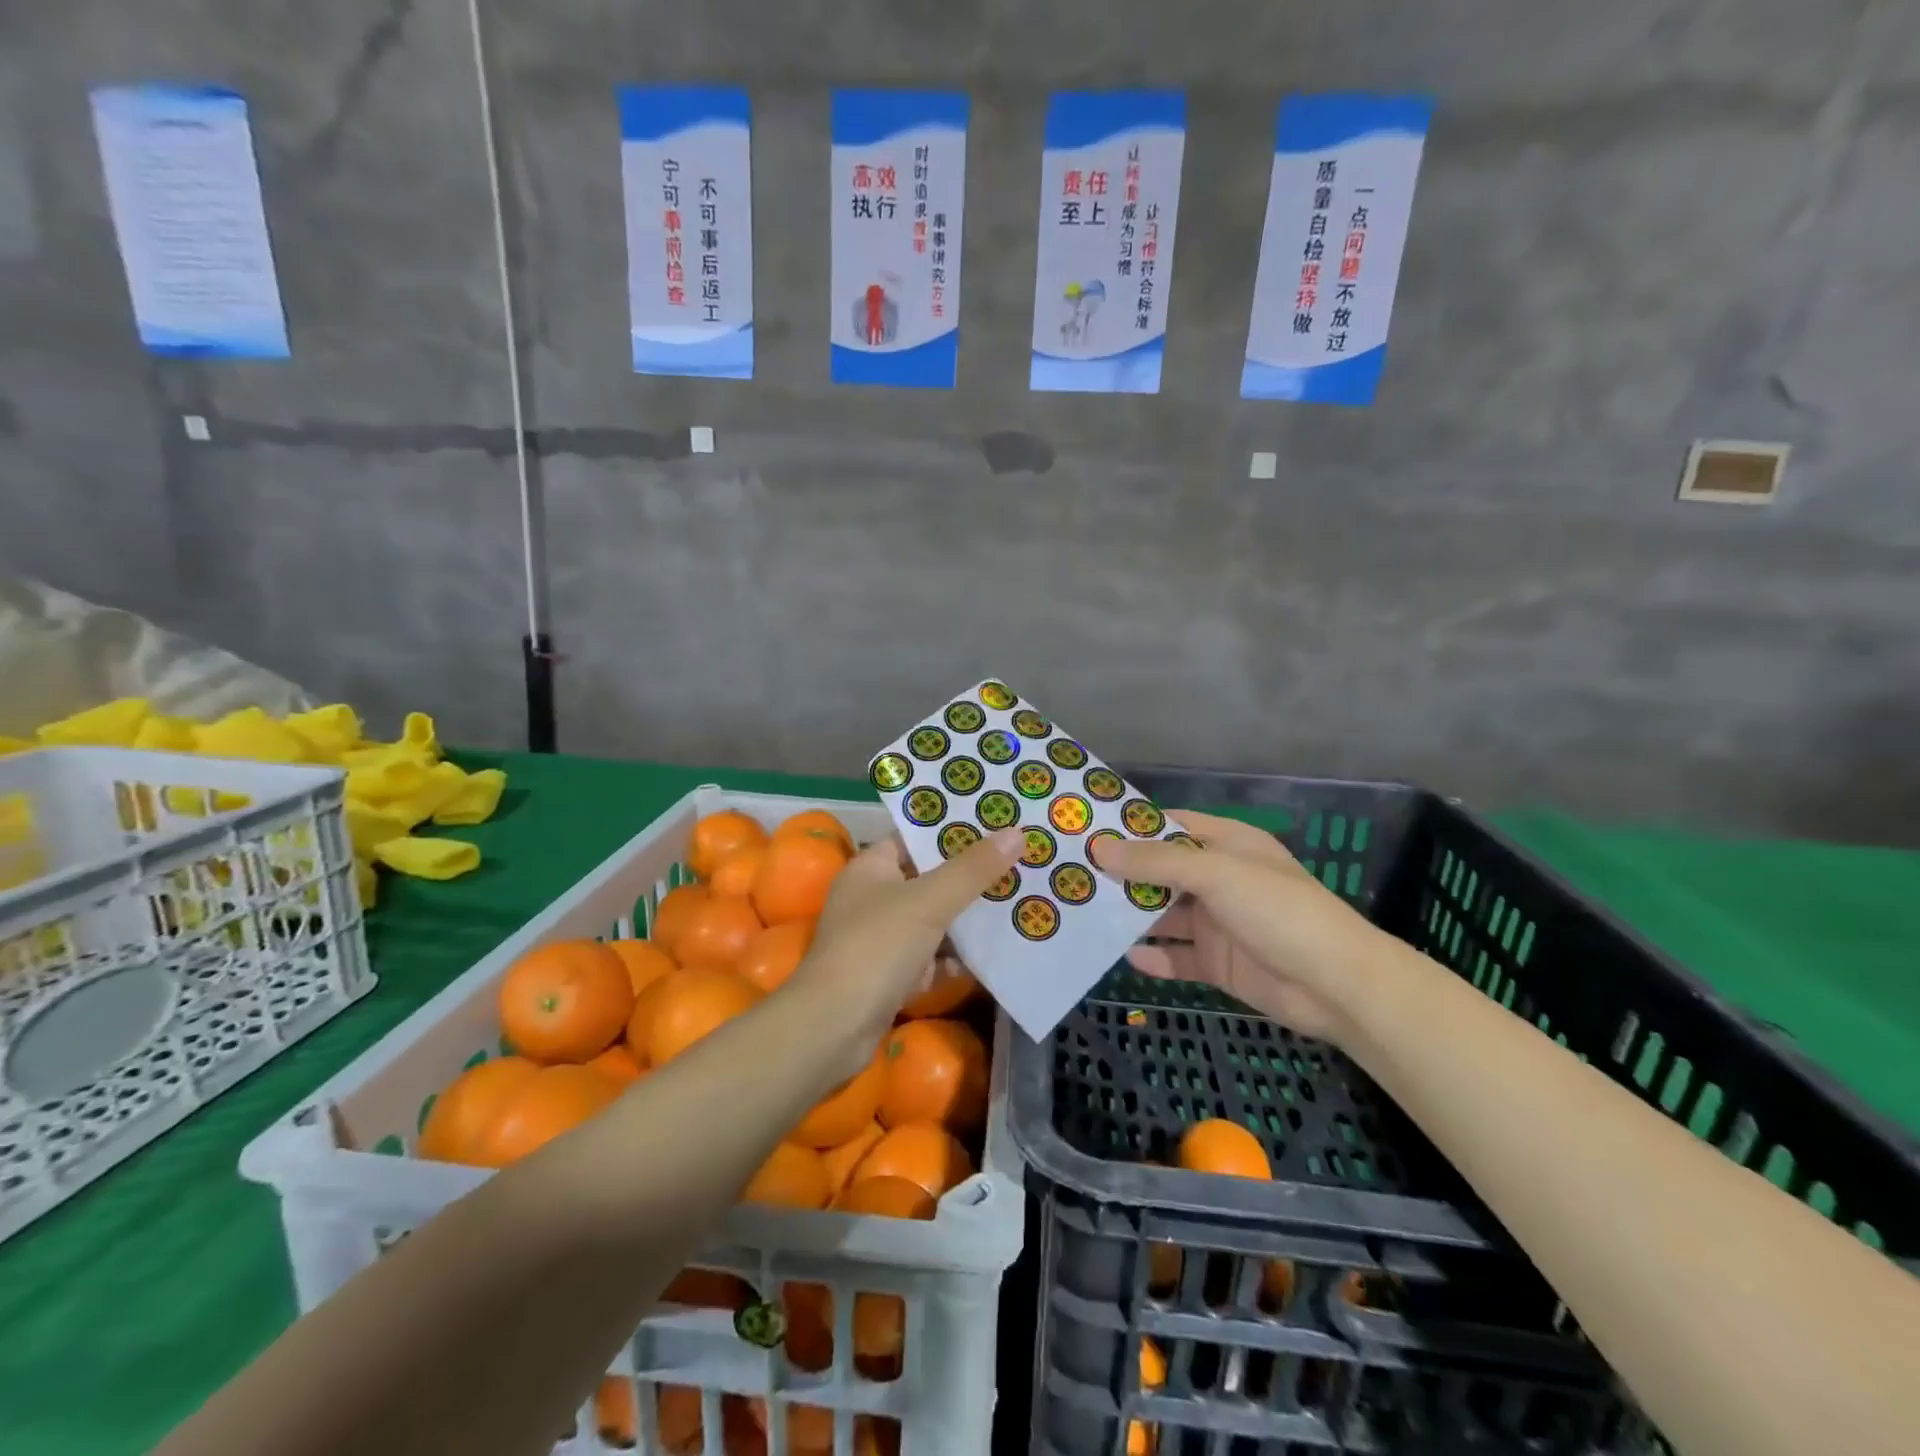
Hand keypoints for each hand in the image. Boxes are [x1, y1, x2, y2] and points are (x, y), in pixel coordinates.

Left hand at [787, 829, 1021, 1074]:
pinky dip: (957, 959)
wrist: (834, 1027)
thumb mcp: (929, 901)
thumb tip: (1016, 832)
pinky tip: (993, 956)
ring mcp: (882, 940)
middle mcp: (873, 898)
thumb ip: (972, 869)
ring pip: (934, 921)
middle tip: (1019, 863)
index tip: (996, 824)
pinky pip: (932, 959)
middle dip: (971, 877)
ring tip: (1018, 904)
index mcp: (871, 868)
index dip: (952, 831)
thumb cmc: (876, 947)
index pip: (914, 839)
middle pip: (929, 879)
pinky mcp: (891, 976)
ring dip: (968, 919)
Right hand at [1089, 809, 1384, 1040]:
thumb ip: (1156, 861)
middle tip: (1072, 878)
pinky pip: (1178, 956)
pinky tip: (1125, 957)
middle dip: (1122, 875)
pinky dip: (1154, 957)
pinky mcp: (1219, 962)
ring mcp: (1218, 922)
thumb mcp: (1215, 874)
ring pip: (1164, 914)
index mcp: (1226, 844)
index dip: (1130, 828)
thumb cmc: (1277, 910)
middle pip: (1160, 872)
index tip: (1085, 832)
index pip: (1169, 826)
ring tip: (1084, 916)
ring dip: (1132, 916)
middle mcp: (1219, 879)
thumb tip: (1099, 848)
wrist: (1336, 985)